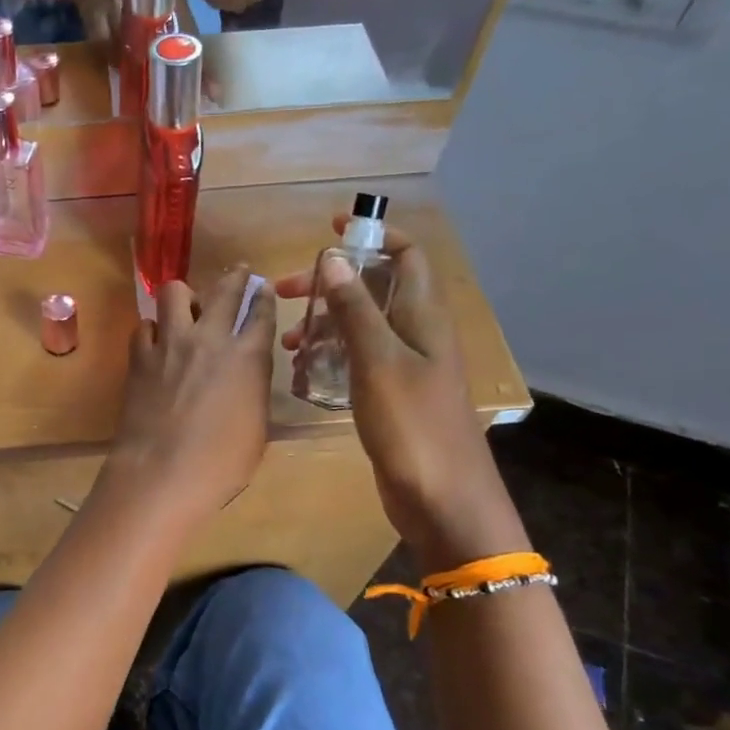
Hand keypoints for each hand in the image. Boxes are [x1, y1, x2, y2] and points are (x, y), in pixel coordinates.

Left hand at [105, 266, 276, 528]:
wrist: (162, 473)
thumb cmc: (221, 464)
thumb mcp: (256, 428)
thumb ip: (252, 391)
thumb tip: (245, 376)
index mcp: (248, 357)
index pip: (261, 313)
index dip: (263, 297)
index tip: (263, 287)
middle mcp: (210, 339)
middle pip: (224, 291)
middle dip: (235, 277)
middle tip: (238, 273)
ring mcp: (170, 344)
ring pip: (174, 293)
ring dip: (185, 296)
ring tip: (187, 308)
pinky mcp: (139, 358)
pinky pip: (145, 326)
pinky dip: (153, 330)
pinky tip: (157, 342)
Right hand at [278, 217, 527, 568]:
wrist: (442, 498)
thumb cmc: (412, 424)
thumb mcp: (377, 360)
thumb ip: (354, 308)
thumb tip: (332, 258)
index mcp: (422, 316)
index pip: (406, 256)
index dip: (374, 236)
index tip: (331, 230)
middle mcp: (417, 334)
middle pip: (376, 289)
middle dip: (333, 283)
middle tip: (287, 293)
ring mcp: (407, 366)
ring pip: (363, 326)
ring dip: (326, 323)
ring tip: (289, 342)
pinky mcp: (393, 395)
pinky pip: (360, 359)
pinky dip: (332, 355)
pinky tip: (306, 372)